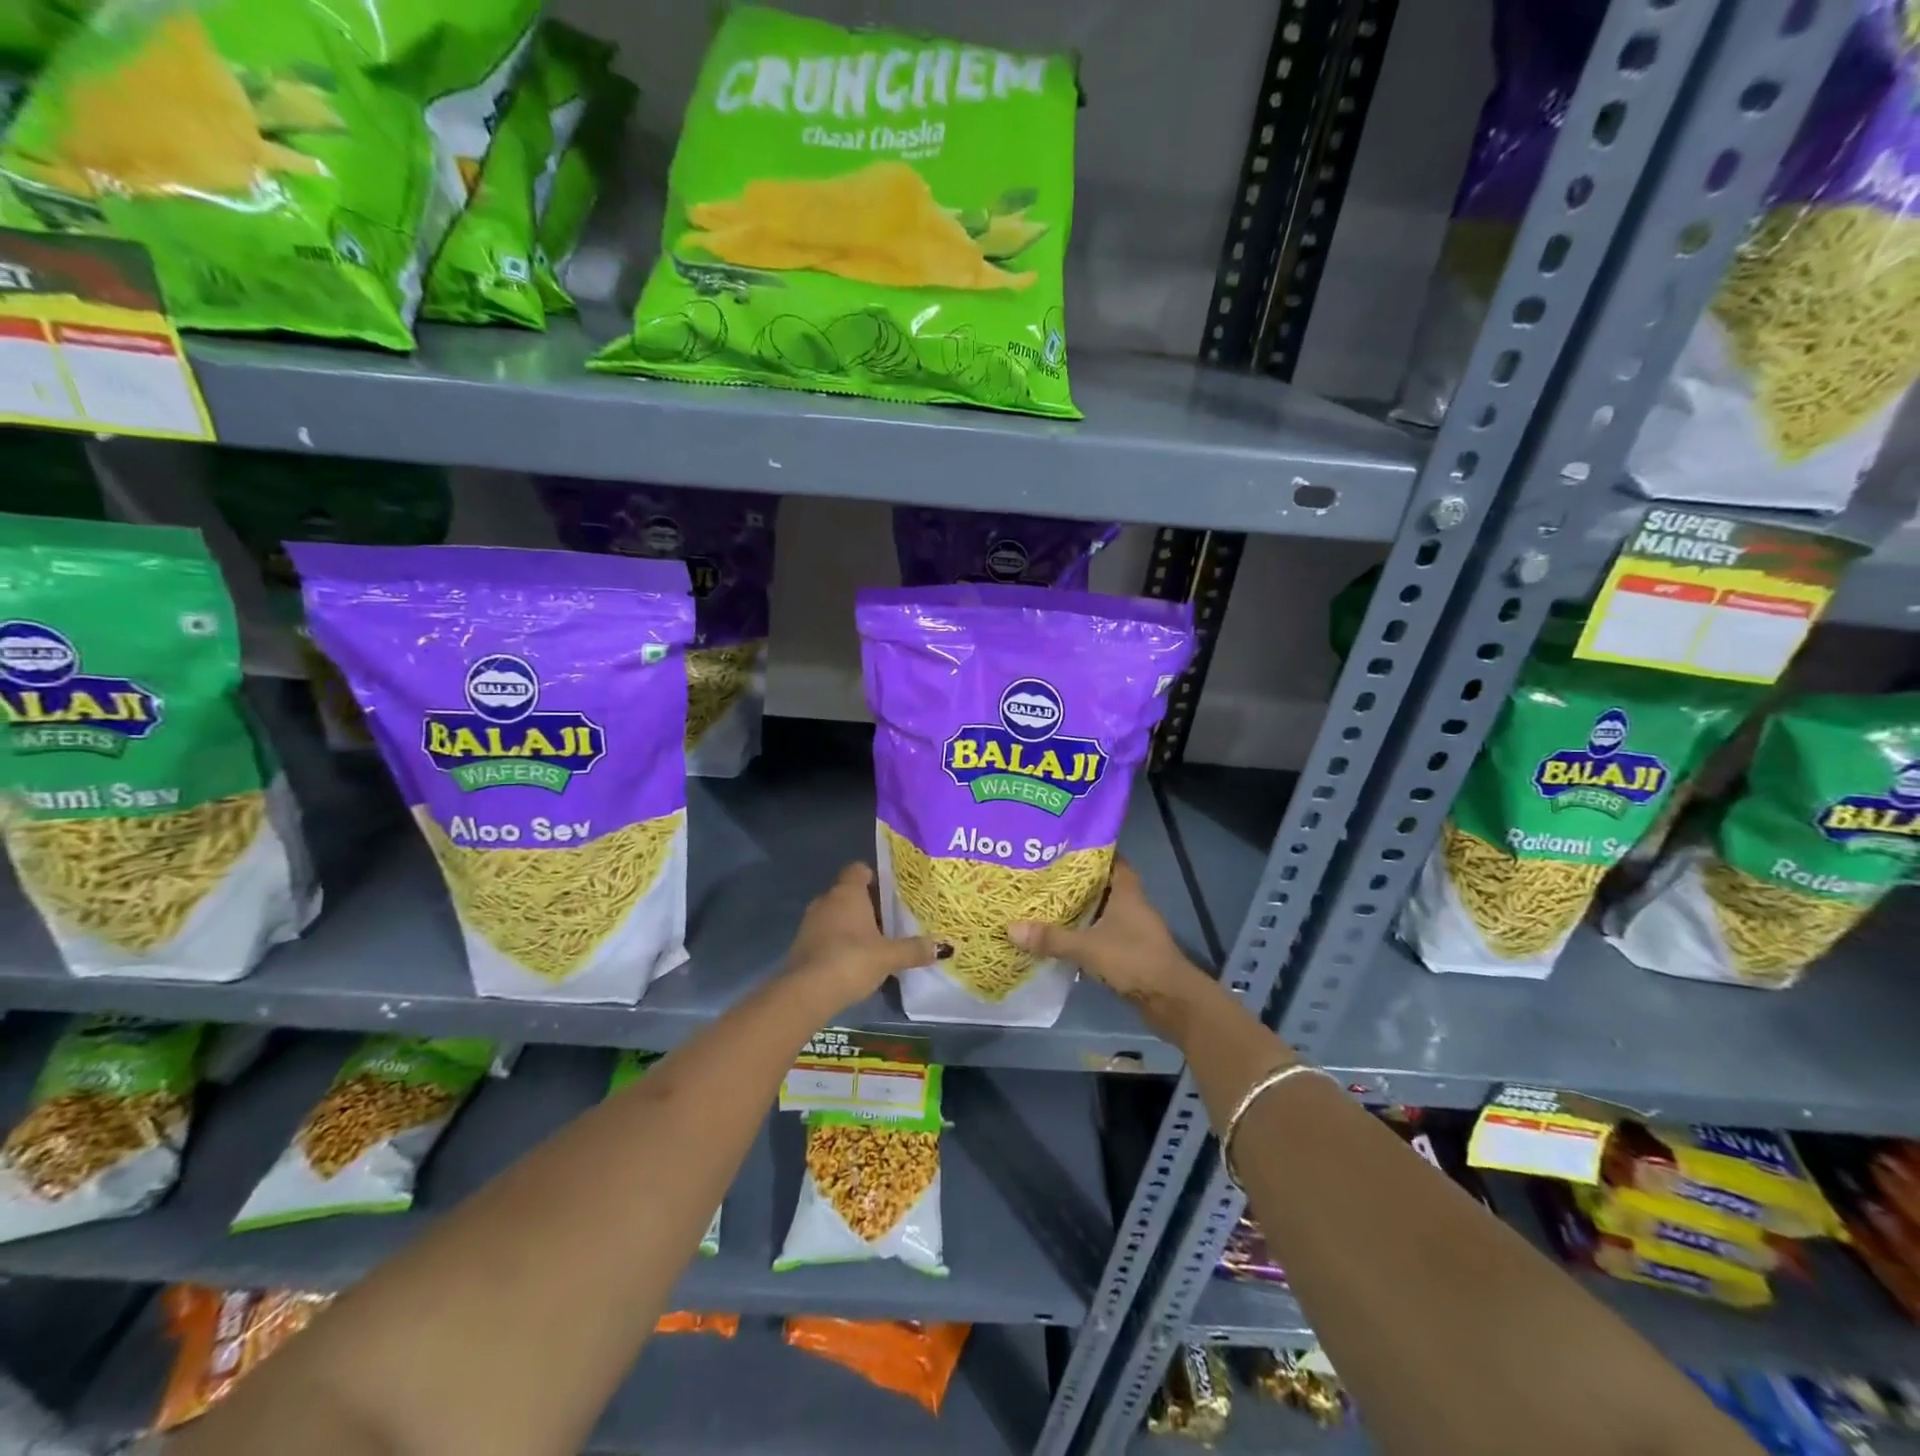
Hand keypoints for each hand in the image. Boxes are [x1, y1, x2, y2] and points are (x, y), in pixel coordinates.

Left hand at [785, 863, 946, 1011]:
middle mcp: (826, 900)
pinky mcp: (802, 944)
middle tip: (892, 920)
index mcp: (847, 892)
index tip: (892, 893)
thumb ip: (914, 949)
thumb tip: (944, 946)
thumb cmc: (851, 960)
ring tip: (876, 942)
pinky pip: (826, 934)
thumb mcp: (889, 956)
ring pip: (837, 914)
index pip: (859, 869)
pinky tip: (855, 960)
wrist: (806, 992)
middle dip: (868, 905)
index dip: (875, 877)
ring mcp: (811, 922)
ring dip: (853, 925)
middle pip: (849, 893)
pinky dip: (840, 941)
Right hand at [1010, 860, 1207, 1006]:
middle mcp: (1132, 905)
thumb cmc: (1134, 960)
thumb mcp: (1088, 948)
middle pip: (1103, 885)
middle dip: (1077, 882)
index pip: (1111, 860)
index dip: (1090, 852)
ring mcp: (1134, 930)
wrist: (1172, 1000)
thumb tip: (1011, 928)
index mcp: (1126, 892)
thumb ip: (1051, 938)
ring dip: (1081, 910)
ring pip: (1103, 911)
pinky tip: (1063, 938)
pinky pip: (1104, 935)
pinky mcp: (1131, 952)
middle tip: (1044, 876)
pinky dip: (1086, 934)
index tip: (1062, 848)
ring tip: (1046, 904)